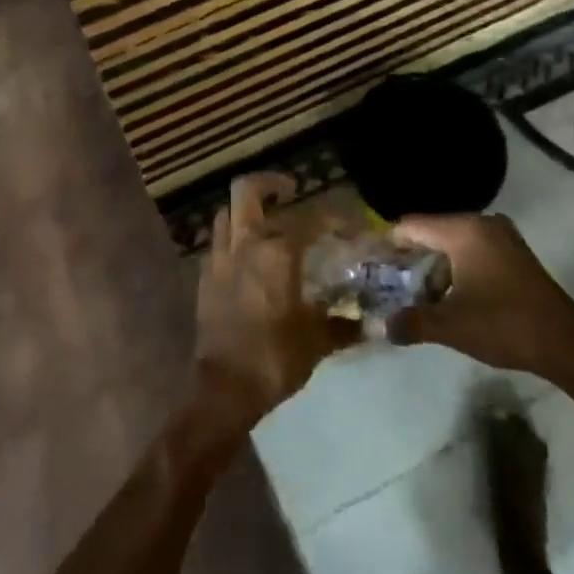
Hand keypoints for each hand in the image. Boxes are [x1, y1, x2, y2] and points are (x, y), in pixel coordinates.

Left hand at [193, 173, 359, 427]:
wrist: (223, 389)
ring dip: (247, 210)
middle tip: (290, 191)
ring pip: (227, 212)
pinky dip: (234, 239)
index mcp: (277, 252)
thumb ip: (343, 324)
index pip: (310, 217)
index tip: (352, 224)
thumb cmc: (274, 359)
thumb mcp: (317, 341)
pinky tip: (249, 257)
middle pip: (247, 191)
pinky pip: (218, 242)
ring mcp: (220, 258)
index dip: (335, 216)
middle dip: (269, 183)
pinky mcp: (205, 277)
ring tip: (268, 221)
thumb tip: (369, 323)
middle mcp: (245, 244)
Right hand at [387, 213, 573, 381]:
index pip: (413, 226)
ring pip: (454, 244)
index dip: (389, 243)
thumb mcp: (451, 326)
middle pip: (433, 232)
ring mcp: (502, 237)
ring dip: (435, 267)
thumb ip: (412, 323)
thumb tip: (382, 328)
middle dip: (411, 258)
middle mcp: (482, 224)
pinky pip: (474, 251)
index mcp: (463, 231)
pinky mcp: (515, 254)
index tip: (371, 262)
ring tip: (417, 296)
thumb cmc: (503, 325)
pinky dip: (457, 268)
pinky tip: (450, 295)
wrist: (566, 343)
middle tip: (388, 281)